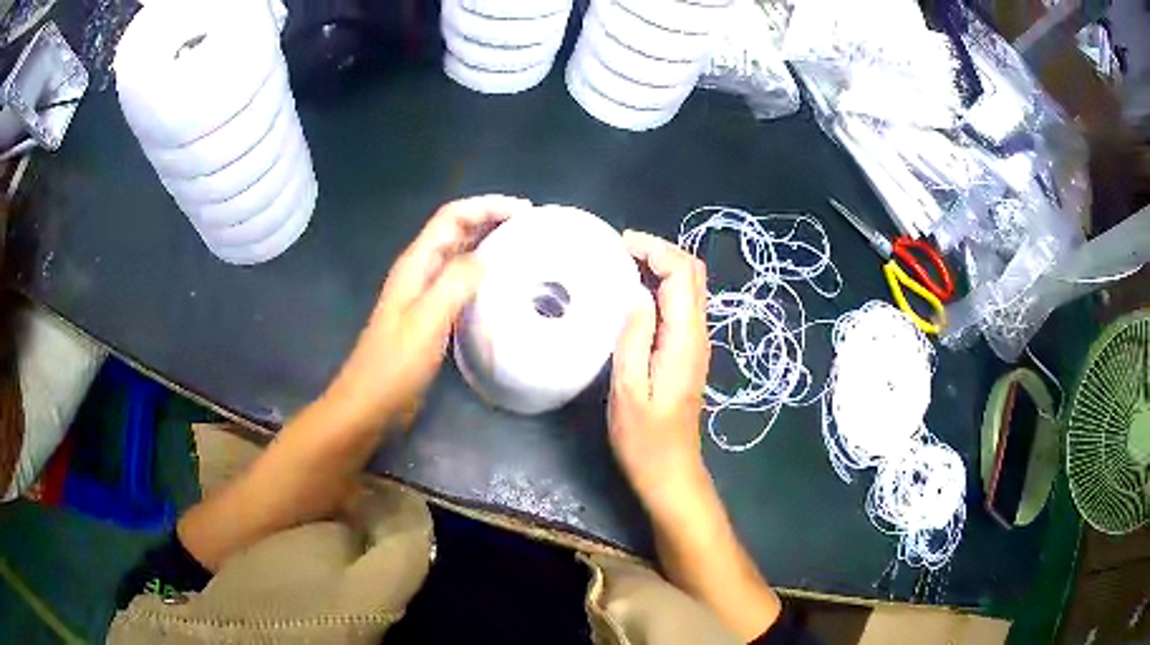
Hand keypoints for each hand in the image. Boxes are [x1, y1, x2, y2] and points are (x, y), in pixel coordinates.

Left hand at [325, 195, 533, 431]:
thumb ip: (455, 283)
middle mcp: (420, 272)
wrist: (369, 403)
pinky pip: (460, 284)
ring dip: (488, 245)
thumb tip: (486, 258)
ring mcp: (424, 295)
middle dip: (491, 220)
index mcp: (416, 264)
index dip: (486, 206)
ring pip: (459, 256)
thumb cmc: (394, 365)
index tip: (524, 211)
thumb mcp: (427, 321)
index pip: (452, 217)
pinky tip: (501, 287)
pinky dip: (482, 275)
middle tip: (530, 228)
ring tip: (522, 250)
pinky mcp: (430, 317)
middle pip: (456, 231)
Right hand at [609, 230, 710, 510]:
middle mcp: (698, 334)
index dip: (656, 250)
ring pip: (689, 288)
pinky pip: (680, 306)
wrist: (670, 471)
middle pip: (693, 274)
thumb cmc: (644, 438)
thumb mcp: (629, 390)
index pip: (682, 274)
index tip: (619, 245)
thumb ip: (634, 337)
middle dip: (661, 251)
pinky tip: (633, 295)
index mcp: (685, 339)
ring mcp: (696, 344)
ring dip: (661, 267)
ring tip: (622, 265)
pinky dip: (661, 288)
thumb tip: (636, 291)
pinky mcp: (687, 353)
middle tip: (620, 250)